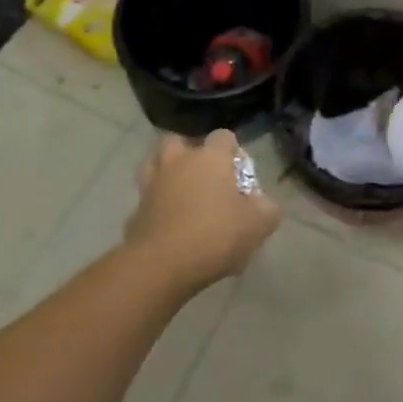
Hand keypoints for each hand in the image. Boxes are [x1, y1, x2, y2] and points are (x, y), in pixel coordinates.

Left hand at [126, 130, 281, 292]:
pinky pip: (147, 200)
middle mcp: (178, 162)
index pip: (223, 136)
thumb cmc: (215, 235)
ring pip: (154, 165)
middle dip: (189, 153)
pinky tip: (168, 225)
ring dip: (166, 174)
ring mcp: (152, 185)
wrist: (161, 264)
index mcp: (210, 158)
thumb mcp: (257, 225)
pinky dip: (155, 207)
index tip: (240, 172)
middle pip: (178, 142)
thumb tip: (265, 204)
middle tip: (204, 176)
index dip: (233, 150)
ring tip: (180, 194)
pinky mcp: (135, 211)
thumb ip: (267, 210)